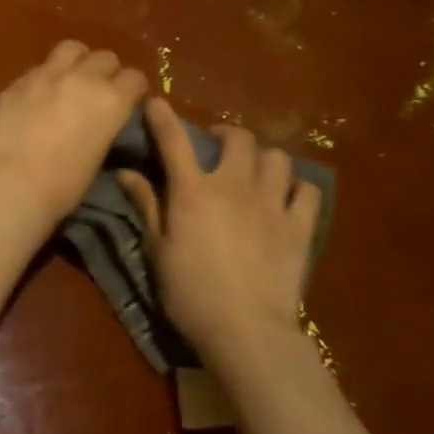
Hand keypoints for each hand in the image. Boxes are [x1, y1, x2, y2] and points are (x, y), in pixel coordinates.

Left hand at [0, 41, 147, 233]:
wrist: (13, 182)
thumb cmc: (64, 185)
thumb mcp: (99, 154)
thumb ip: (104, 125)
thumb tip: (101, 120)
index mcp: (112, 100)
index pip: (135, 78)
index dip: (133, 89)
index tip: (128, 100)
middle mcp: (83, 78)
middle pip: (106, 57)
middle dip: (107, 72)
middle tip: (98, 91)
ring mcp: (47, 74)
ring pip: (72, 49)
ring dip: (77, 61)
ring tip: (71, 78)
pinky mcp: (18, 81)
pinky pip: (39, 68)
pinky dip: (45, 77)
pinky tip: (38, 95)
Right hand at [115, 98, 319, 353]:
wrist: (247, 330)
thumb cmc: (190, 292)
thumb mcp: (157, 249)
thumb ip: (146, 205)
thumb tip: (126, 173)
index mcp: (193, 191)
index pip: (174, 140)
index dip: (163, 117)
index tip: (157, 103)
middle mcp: (234, 186)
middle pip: (237, 139)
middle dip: (224, 134)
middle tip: (215, 146)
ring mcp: (272, 204)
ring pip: (276, 158)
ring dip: (261, 158)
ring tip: (253, 170)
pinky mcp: (300, 227)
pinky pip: (307, 191)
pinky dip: (296, 188)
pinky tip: (286, 197)